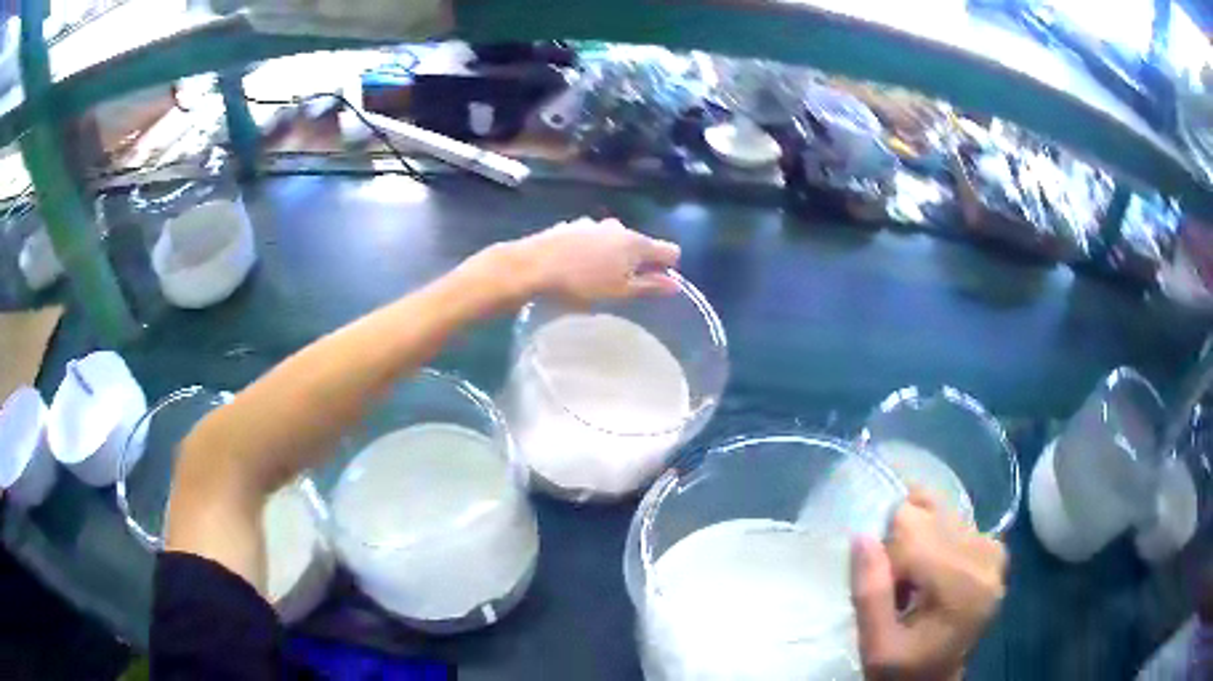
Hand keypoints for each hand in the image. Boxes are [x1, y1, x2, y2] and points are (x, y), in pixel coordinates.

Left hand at [515, 217, 680, 305]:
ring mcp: (594, 224)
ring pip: (615, 239)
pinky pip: (592, 239)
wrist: (533, 265)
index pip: (669, 250)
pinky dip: (593, 250)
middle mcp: (619, 227)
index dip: (669, 266)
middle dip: (639, 261)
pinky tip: (577, 266)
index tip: (657, 283)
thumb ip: (650, 286)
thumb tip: (675, 284)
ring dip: (614, 254)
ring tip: (598, 277)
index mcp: (636, 243)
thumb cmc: (582, 283)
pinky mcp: (572, 226)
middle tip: (625, 285)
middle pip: (640, 243)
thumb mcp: (620, 291)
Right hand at [851, 490, 1006, 680]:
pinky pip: (954, 519)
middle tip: (900, 587)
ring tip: (915, 581)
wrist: (936, 680)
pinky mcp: (994, 547)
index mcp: (962, 587)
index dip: (886, 556)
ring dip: (918, 541)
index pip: (913, 531)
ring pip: (940, 512)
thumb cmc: (903, 670)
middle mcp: (986, 559)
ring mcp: (994, 550)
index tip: (887, 592)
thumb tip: (862, 535)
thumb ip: (869, 595)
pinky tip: (931, 568)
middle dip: (902, 544)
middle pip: (929, 515)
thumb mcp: (875, 646)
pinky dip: (934, 536)